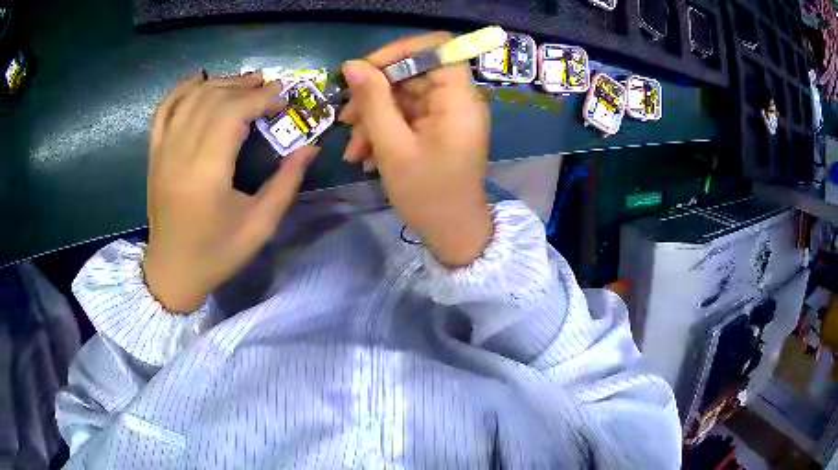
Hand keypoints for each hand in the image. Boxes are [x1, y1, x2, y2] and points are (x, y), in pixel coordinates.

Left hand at [143, 71, 318, 312]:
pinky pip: (164, 110)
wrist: (172, 272)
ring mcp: (162, 151)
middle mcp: (180, 154)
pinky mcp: (154, 154)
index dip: (260, 98)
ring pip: (191, 99)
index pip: (232, 113)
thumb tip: (311, 148)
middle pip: (212, 99)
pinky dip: (181, 89)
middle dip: (244, 86)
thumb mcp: (260, 226)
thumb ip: (286, 183)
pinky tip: (199, 80)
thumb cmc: (217, 253)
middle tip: (268, 87)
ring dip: (220, 83)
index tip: (283, 98)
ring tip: (244, 83)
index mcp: (206, 173)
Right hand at [340, 32, 493, 266]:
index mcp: (458, 99)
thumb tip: (352, 64)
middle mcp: (457, 99)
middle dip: (374, 93)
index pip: (437, 47)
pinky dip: (383, 131)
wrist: (453, 234)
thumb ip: (373, 101)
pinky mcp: (437, 128)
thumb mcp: (393, 147)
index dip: (400, 51)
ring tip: (352, 150)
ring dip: (373, 118)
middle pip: (413, 72)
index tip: (366, 71)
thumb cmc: (427, 195)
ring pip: (404, 96)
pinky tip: (364, 156)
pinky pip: (407, 116)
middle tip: (346, 119)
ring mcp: (447, 114)